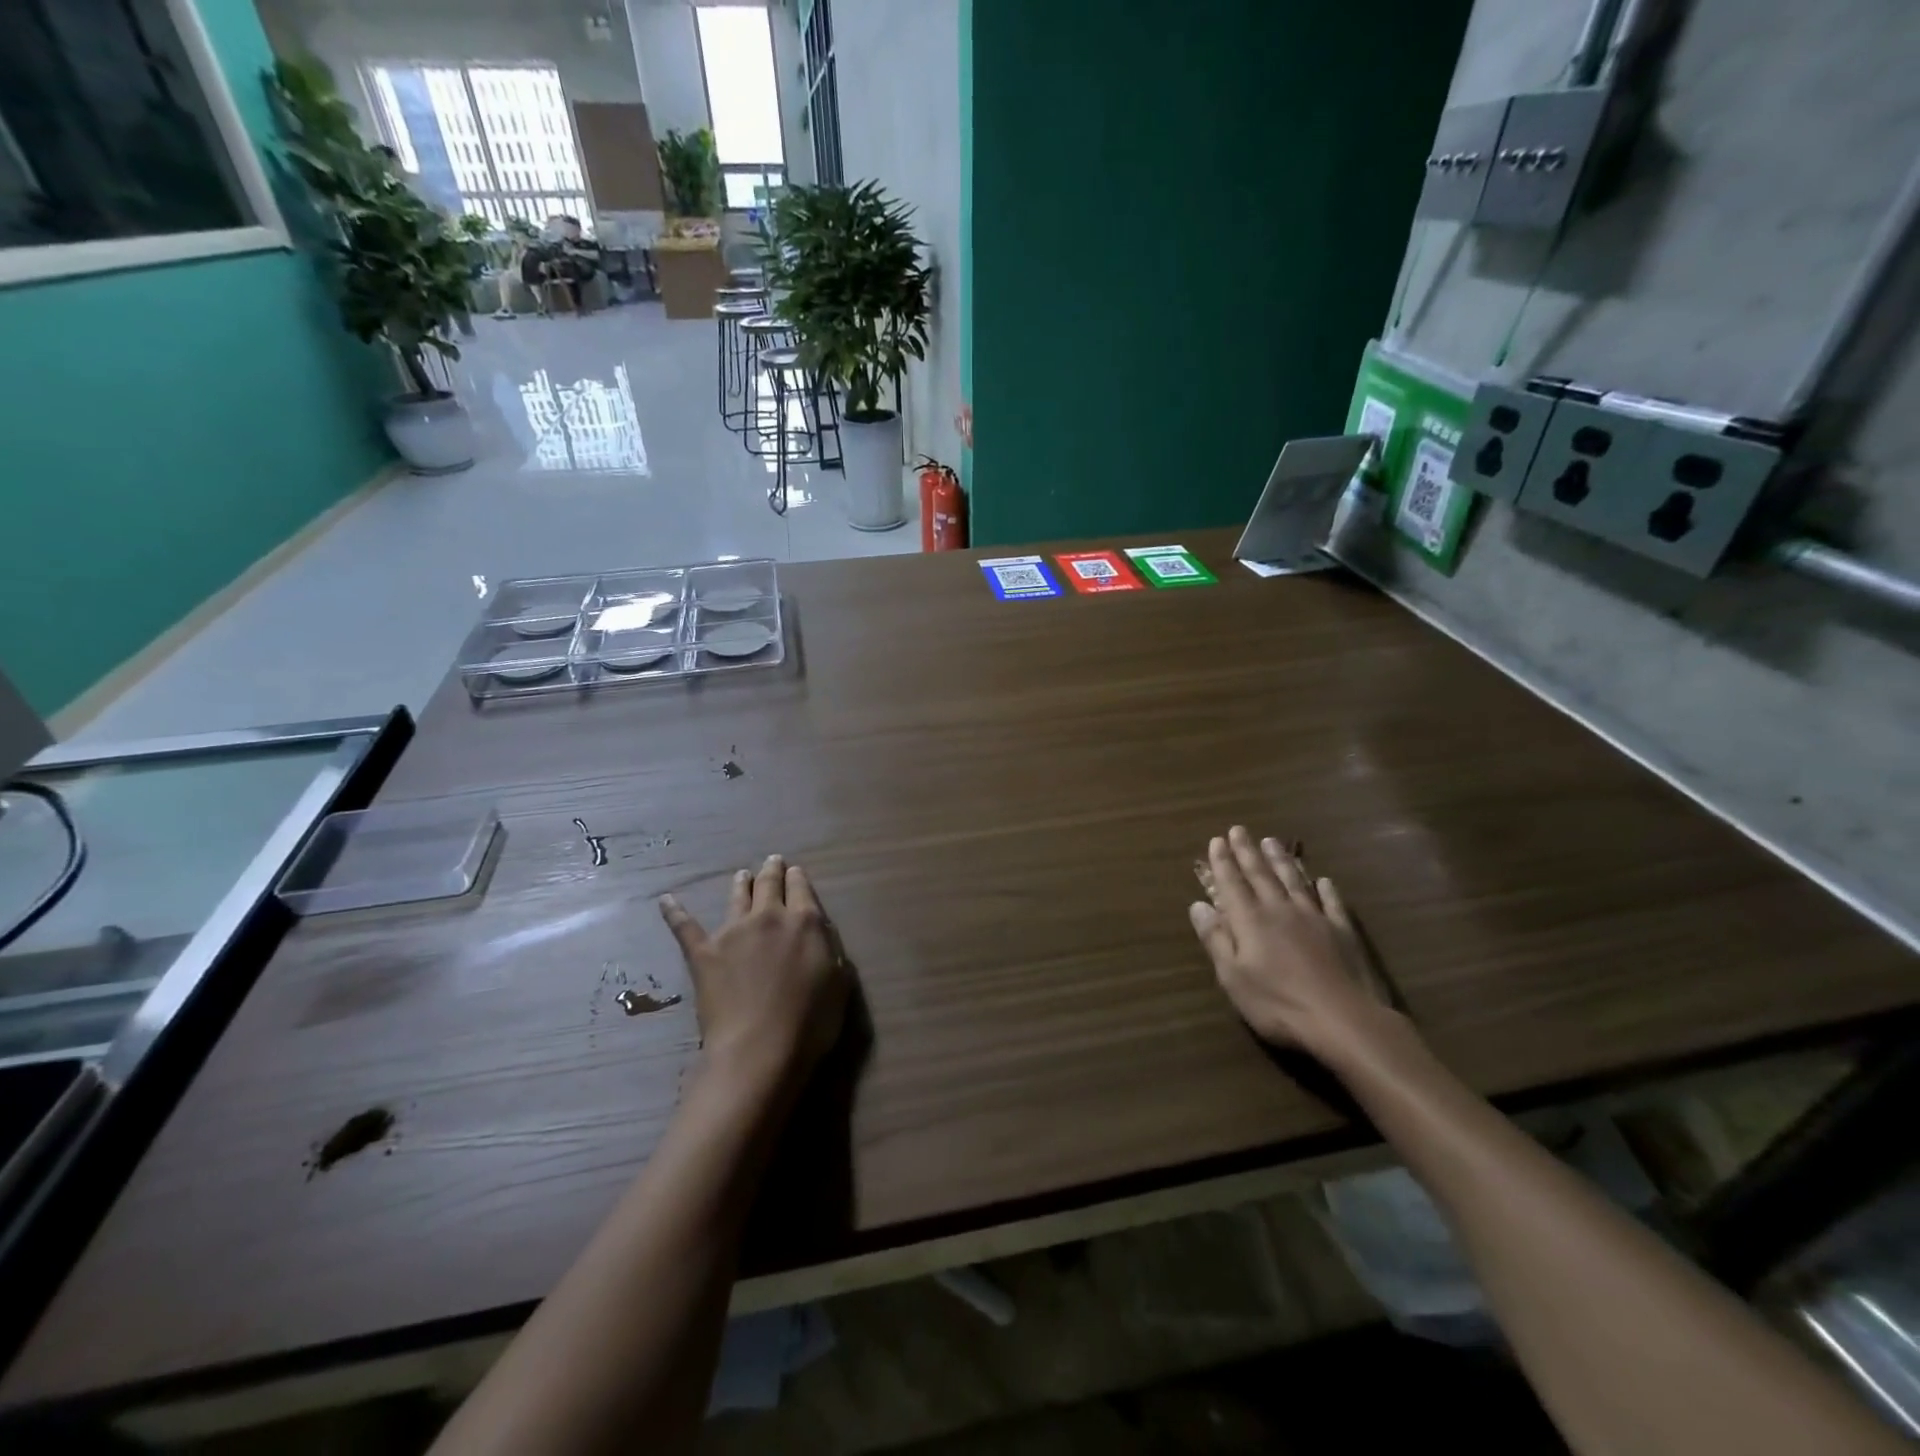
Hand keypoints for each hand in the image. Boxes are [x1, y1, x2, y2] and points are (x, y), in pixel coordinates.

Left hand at [660, 855, 848, 1089]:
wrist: (759, 1049)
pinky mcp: (704, 952)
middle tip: (773, 862)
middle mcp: (769, 917)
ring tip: (742, 875)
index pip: (802, 889)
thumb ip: (830, 951)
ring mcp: (733, 932)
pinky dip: (674, 912)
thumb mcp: (839, 984)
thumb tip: (819, 933)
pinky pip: (685, 927)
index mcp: (805, 922)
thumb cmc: (809, 1022)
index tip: (795, 872)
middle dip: (772, 871)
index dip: (798, 878)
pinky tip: (666, 900)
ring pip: (737, 897)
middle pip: (770, 884)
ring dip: (742, 883)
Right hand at [1190, 826, 1399, 1069]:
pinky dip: (1326, 890)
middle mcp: (1280, 910)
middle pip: (1261, 875)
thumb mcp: (1233, 976)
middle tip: (1239, 830)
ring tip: (1272, 841)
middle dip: (1248, 852)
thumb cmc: (1278, 1003)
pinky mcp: (1342, 933)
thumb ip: (1215, 939)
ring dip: (1281, 861)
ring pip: (1294, 882)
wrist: (1344, 1020)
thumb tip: (1197, 905)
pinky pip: (1332, 904)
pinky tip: (1324, 880)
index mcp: (1250, 920)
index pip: (1232, 884)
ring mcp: (1314, 919)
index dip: (1223, 862)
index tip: (1217, 840)